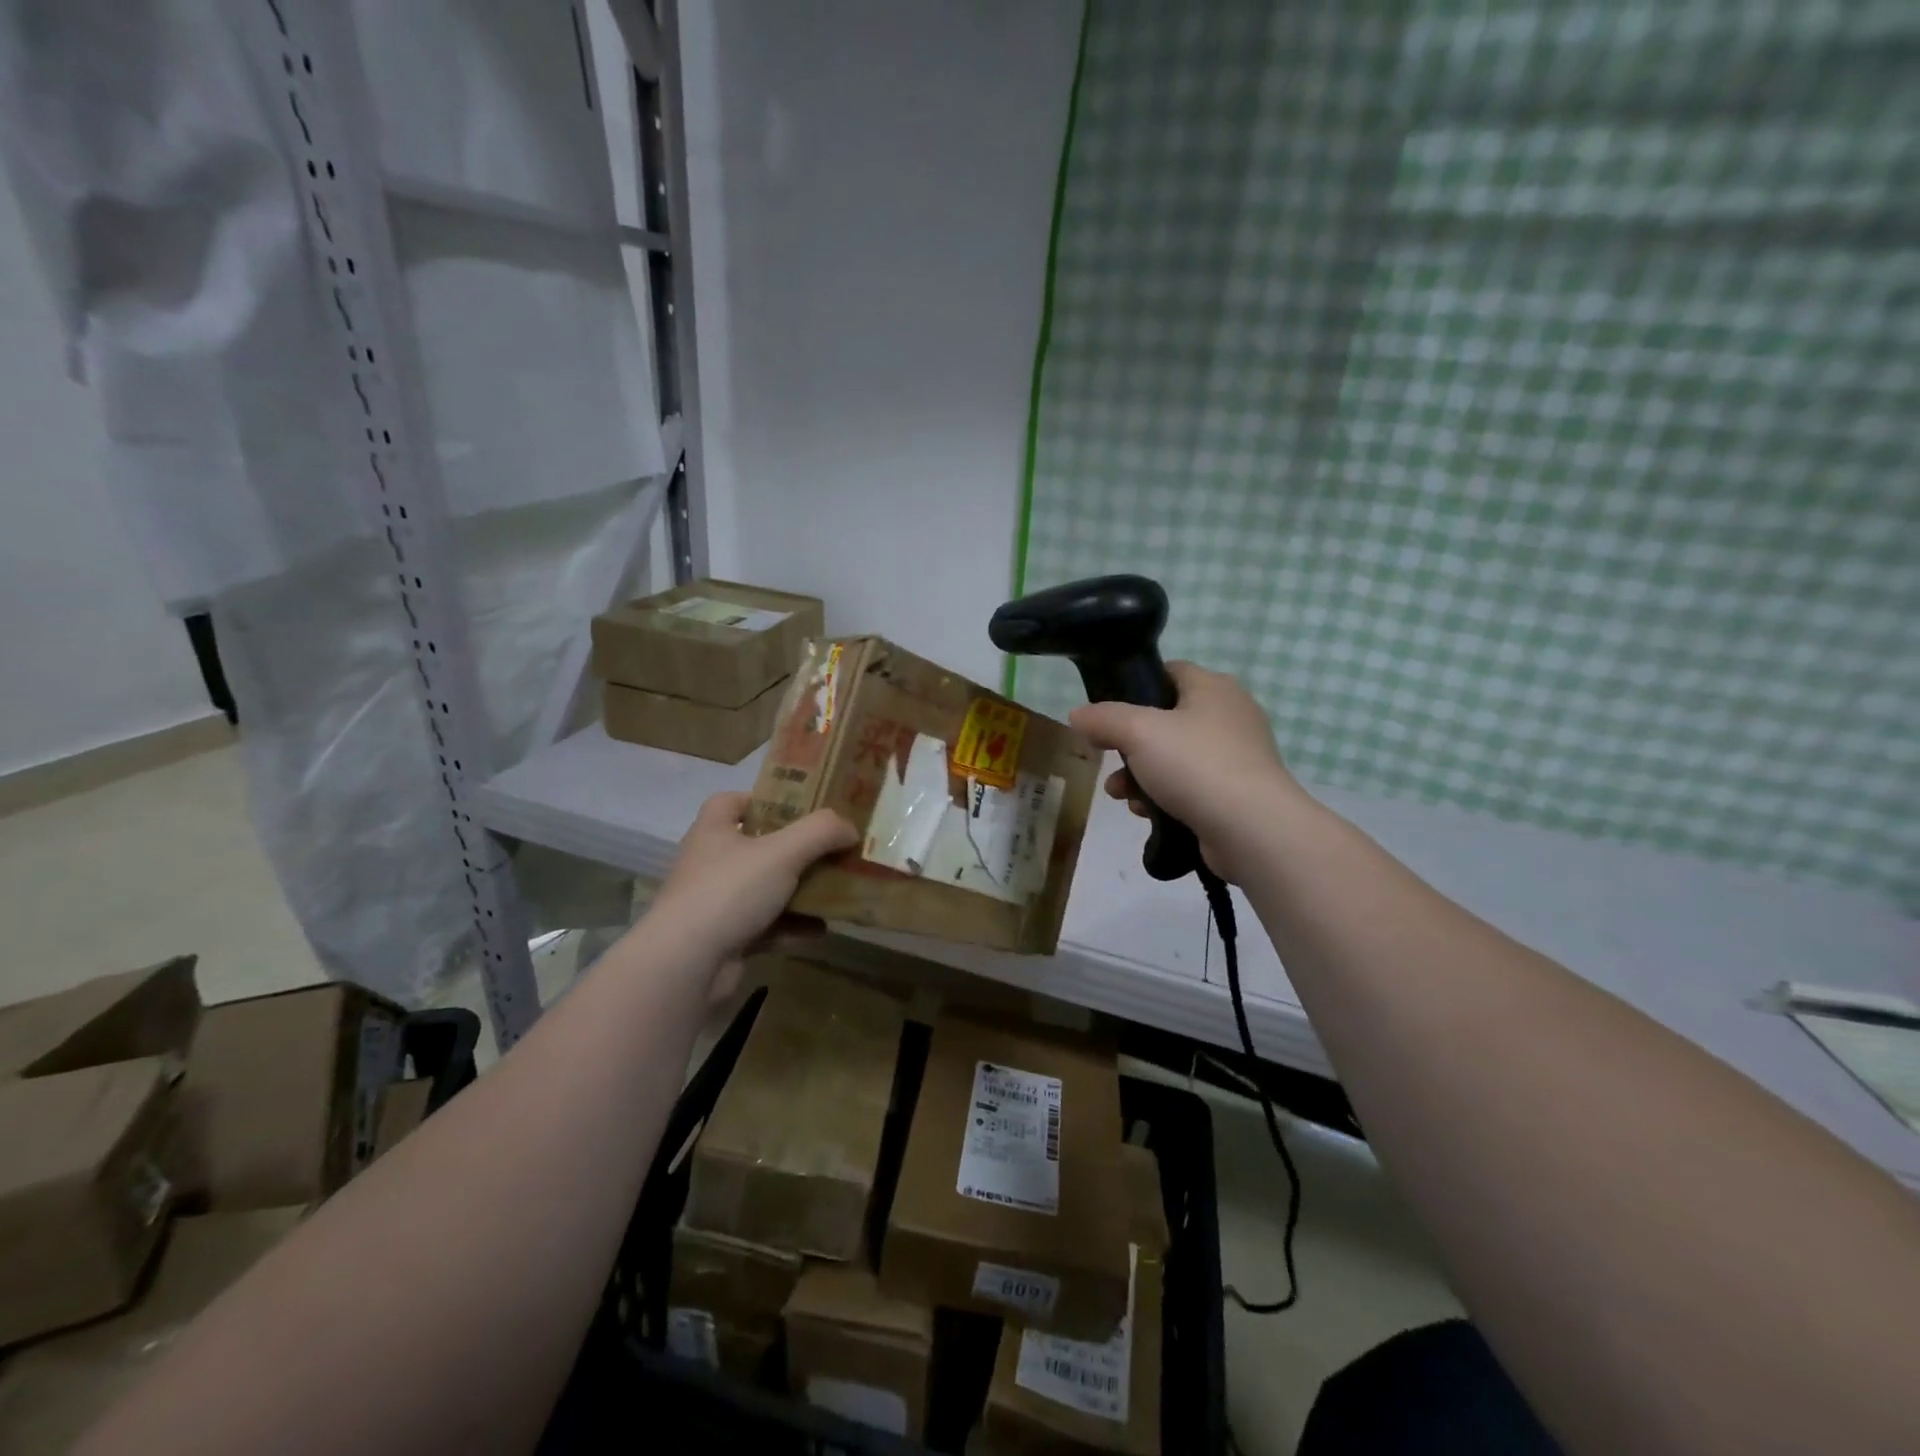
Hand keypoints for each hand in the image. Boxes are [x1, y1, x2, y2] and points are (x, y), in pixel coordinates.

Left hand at [647, 792, 856, 969]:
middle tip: (830, 850)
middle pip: (757, 847)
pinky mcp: (725, 939)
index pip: (731, 802)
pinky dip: (792, 928)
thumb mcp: (783, 852)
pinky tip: (821, 931)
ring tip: (836, 891)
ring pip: (766, 889)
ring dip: (799, 892)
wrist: (686, 965)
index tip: (799, 808)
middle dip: (795, 850)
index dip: (763, 800)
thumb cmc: (730, 891)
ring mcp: (717, 904)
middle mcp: (711, 863)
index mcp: (714, 831)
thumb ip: (821, 832)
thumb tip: (850, 828)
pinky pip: (766, 927)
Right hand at [1069, 662, 1303, 881]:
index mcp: (1213, 688)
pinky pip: (1189, 787)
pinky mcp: (1235, 793)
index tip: (1105, 712)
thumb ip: (1103, 718)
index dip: (1134, 687)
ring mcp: (1235, 757)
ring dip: (1140, 775)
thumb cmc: (1195, 765)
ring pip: (1173, 758)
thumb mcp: (1138, 732)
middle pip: (1165, 720)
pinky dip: (1164, 797)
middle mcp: (1229, 715)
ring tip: (1120, 794)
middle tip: (1106, 757)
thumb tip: (1077, 715)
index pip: (1169, 672)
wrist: (1252, 829)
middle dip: (1128, 744)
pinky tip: (1146, 814)